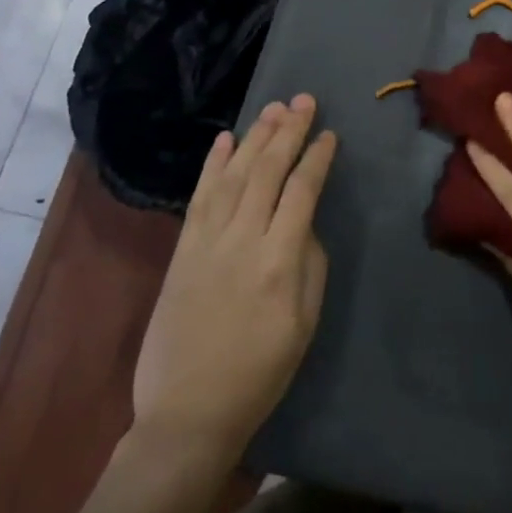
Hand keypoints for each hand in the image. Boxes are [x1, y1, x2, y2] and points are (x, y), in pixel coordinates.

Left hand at [132, 95, 336, 460]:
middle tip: (303, 100)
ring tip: (271, 108)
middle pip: (268, 171)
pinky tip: (224, 140)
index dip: (317, 158)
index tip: (329, 134)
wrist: (187, 412)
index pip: (302, 191)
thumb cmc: (259, 373)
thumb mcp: (304, 324)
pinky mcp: (182, 250)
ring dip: (254, 137)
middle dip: (288, 131)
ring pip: (234, 174)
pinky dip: (212, 165)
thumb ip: (310, 264)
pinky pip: (199, 196)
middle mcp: (242, 239)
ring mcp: (207, 241)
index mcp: (279, 260)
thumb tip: (305, 224)